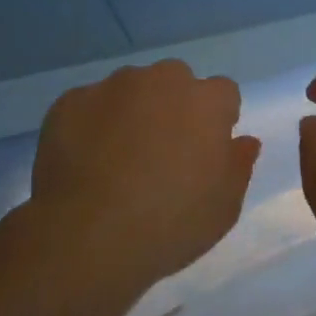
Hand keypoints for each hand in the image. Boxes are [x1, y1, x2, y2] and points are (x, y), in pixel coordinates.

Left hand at [28, 60, 260, 292]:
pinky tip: (84, 162)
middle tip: (161, 153)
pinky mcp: (70, 101)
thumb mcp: (224, 207)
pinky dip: (90, 125)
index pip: (223, 93)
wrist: (88, 235)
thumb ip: (238, 165)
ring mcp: (111, 86)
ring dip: (130, 112)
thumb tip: (245, 141)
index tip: (204, 151)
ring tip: (116, 159)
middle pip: (175, 82)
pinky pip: (88, 106)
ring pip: (129, 89)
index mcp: (206, 101)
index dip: (216, 120)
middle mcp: (161, 80)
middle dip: (172, 106)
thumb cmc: (170, 223)